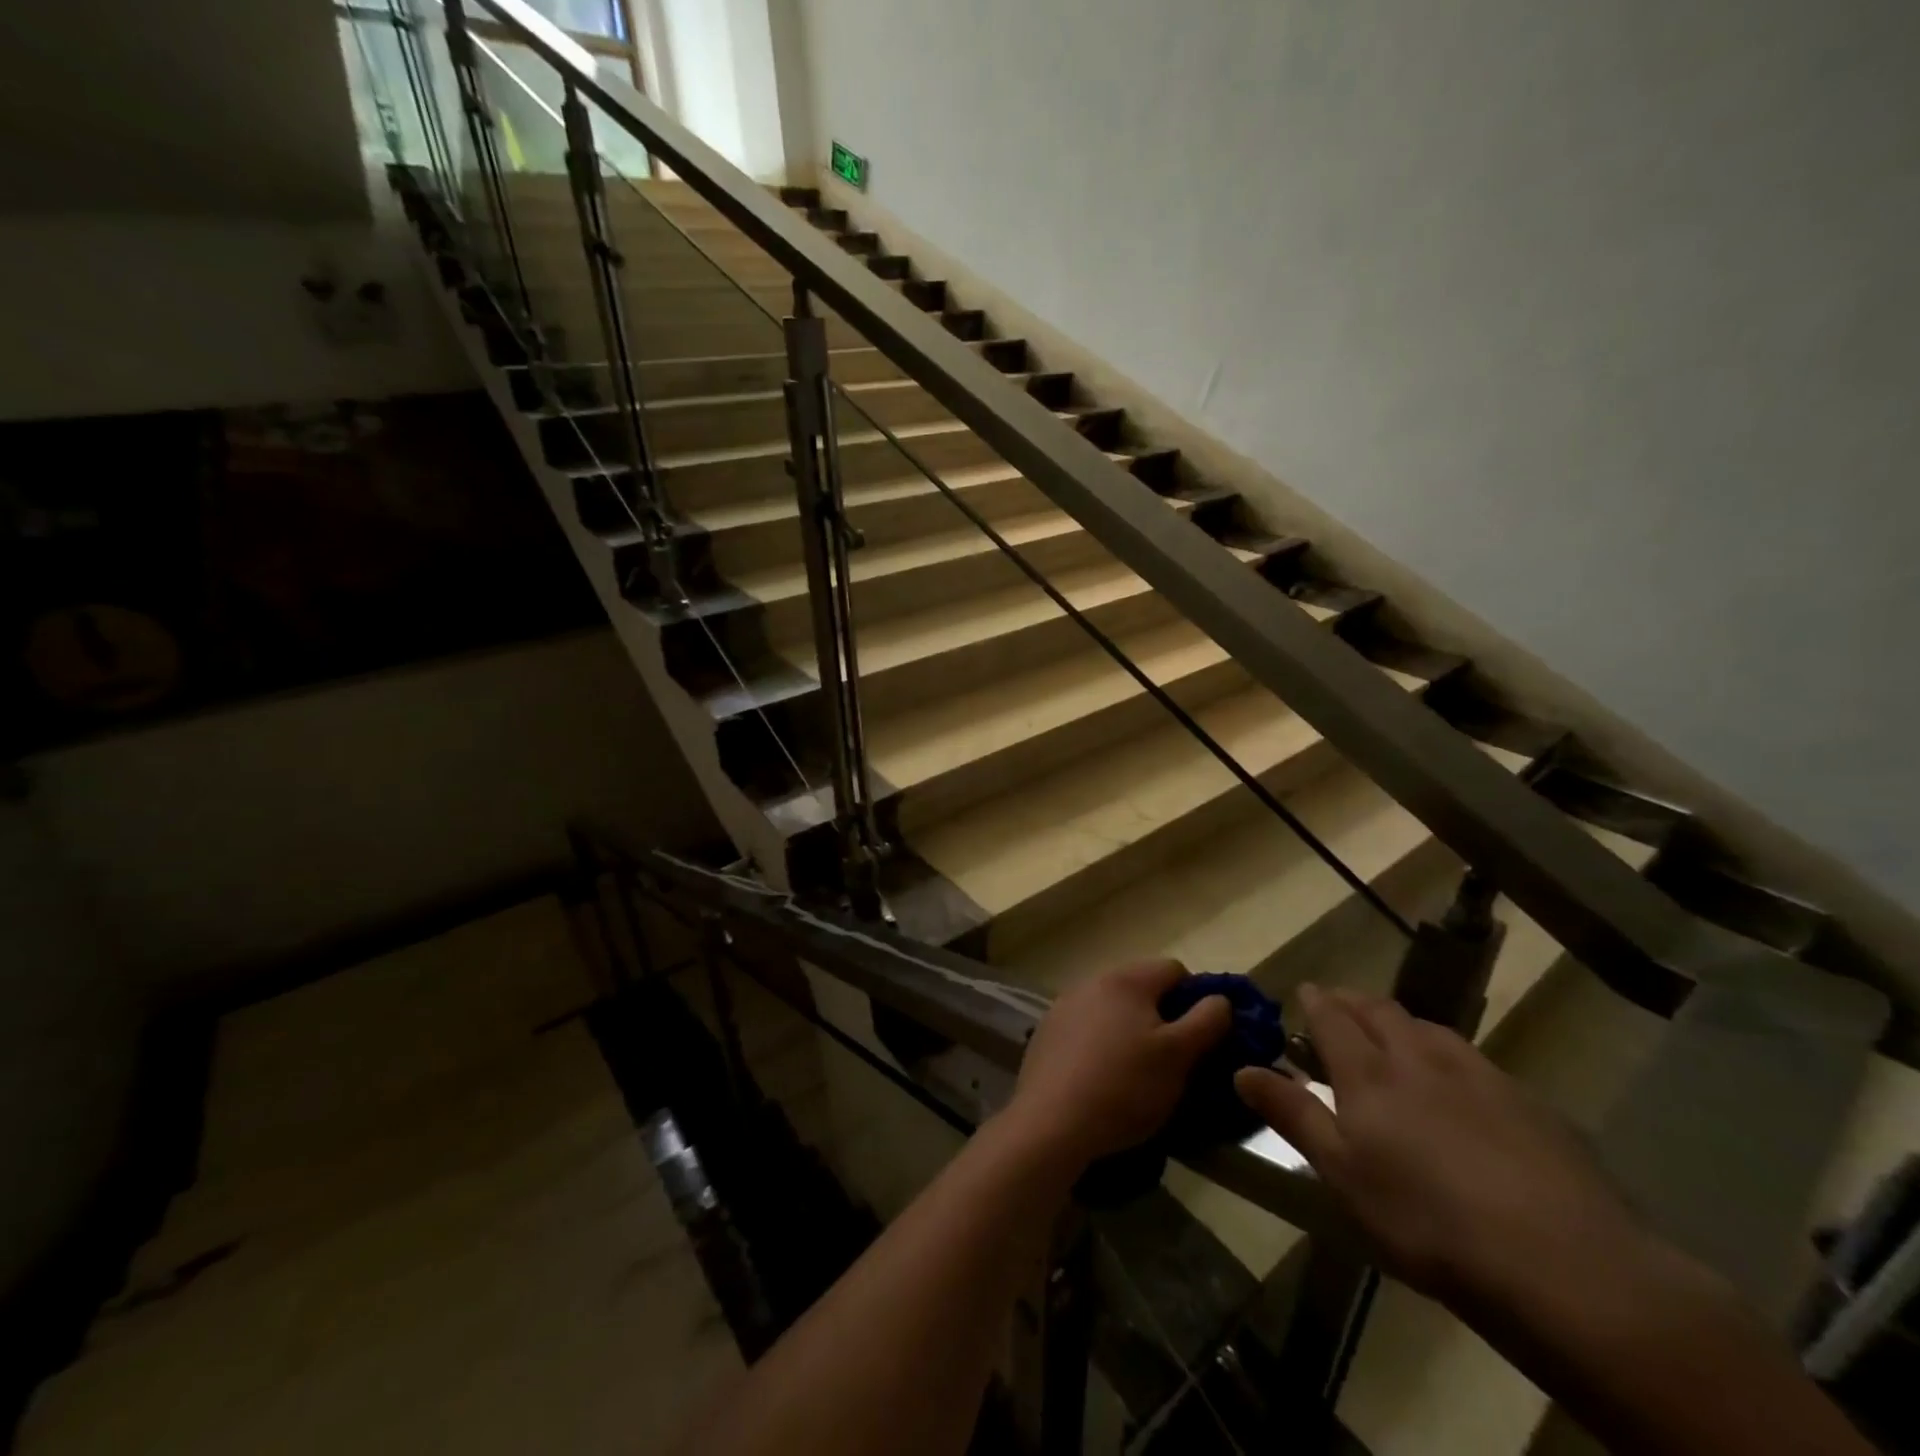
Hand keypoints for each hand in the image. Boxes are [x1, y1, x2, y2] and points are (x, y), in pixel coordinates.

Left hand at [1001, 960, 1230, 1171]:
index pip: (1174, 969)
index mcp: (1127, 979)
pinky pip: (1086, 1028)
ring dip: (1129, 1029)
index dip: (1196, 998)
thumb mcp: (1179, 1056)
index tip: (1200, 1037)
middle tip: (1172, 1058)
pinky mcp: (1047, 1032)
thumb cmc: (1125, 1086)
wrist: (1052, 1122)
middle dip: (1162, 1015)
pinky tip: (1102, 1077)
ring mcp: (1064, 1005)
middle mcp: (1092, 981)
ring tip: (1137, 1071)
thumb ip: (1207, 1021)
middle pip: (1141, 987)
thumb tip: (1220, 999)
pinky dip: (1101, 1043)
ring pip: (1112, 1008)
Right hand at [1236, 985, 1648, 1307]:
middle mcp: (1420, 1058)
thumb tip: (1242, 1068)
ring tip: (1395, 1033)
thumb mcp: (1343, 1173)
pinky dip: (1449, 1053)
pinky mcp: (1529, 1103)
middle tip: (1340, 1003)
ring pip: (1430, 1029)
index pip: (1333, 1017)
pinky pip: (1475, 1059)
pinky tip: (1461, 1083)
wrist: (1563, 1265)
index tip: (1305, 989)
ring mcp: (1479, 1076)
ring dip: (1403, 1022)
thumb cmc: (1426, 1220)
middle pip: (1381, 1011)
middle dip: (1355, 1001)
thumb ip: (1293, 1114)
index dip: (1316, 1000)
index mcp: (1369, 1073)